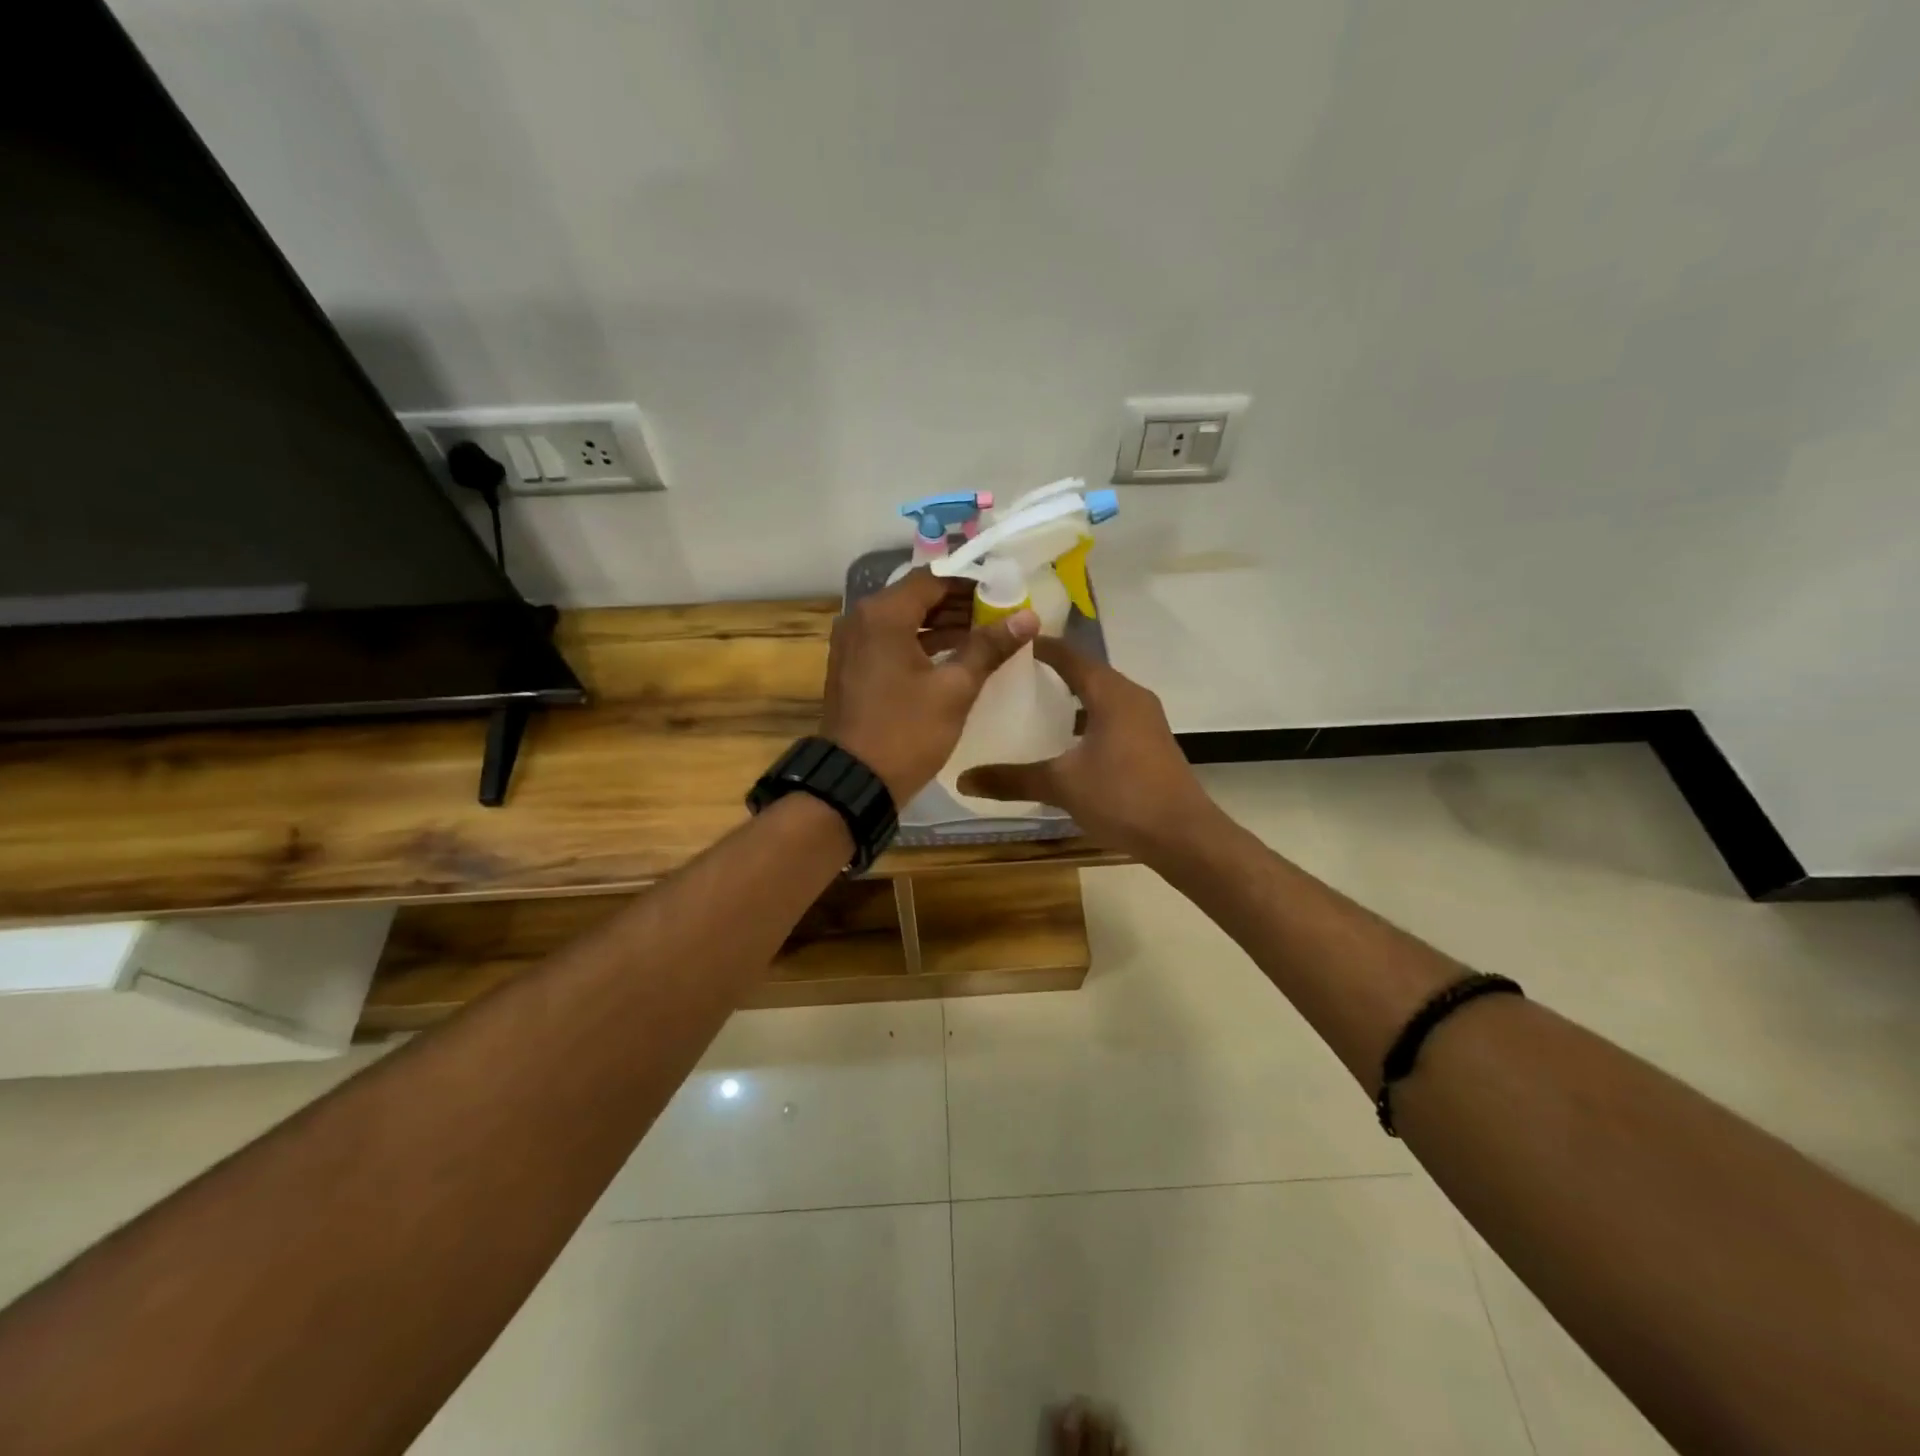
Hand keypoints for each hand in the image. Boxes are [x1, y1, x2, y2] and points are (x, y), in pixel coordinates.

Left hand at [821, 569, 1039, 804]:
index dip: (972, 582)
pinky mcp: (853, 666)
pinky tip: (955, 656)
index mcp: (883, 614)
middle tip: (1001, 615)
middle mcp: (861, 618)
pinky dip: (921, 643)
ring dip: (943, 625)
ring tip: (986, 636)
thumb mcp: (954, 689)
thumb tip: (1028, 616)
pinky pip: (892, 641)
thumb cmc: (906, 732)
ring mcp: (853, 643)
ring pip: (905, 620)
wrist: (855, 782)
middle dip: (960, 604)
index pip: (934, 579)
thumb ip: (989, 647)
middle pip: (918, 597)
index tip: (1005, 593)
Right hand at [957, 638, 1217, 858]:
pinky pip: (1111, 716)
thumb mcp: (1061, 785)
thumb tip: (963, 779)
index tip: (1004, 646)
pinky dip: (1085, 718)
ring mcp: (1145, 719)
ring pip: (1100, 696)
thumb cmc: (1122, 797)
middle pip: (1085, 672)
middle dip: (1049, 672)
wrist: (1184, 836)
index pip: (1068, 655)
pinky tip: (1064, 742)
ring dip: (1069, 698)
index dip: (1037, 647)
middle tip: (1009, 678)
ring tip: (1031, 707)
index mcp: (1110, 693)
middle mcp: (1131, 696)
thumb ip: (1012, 779)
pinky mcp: (1150, 741)